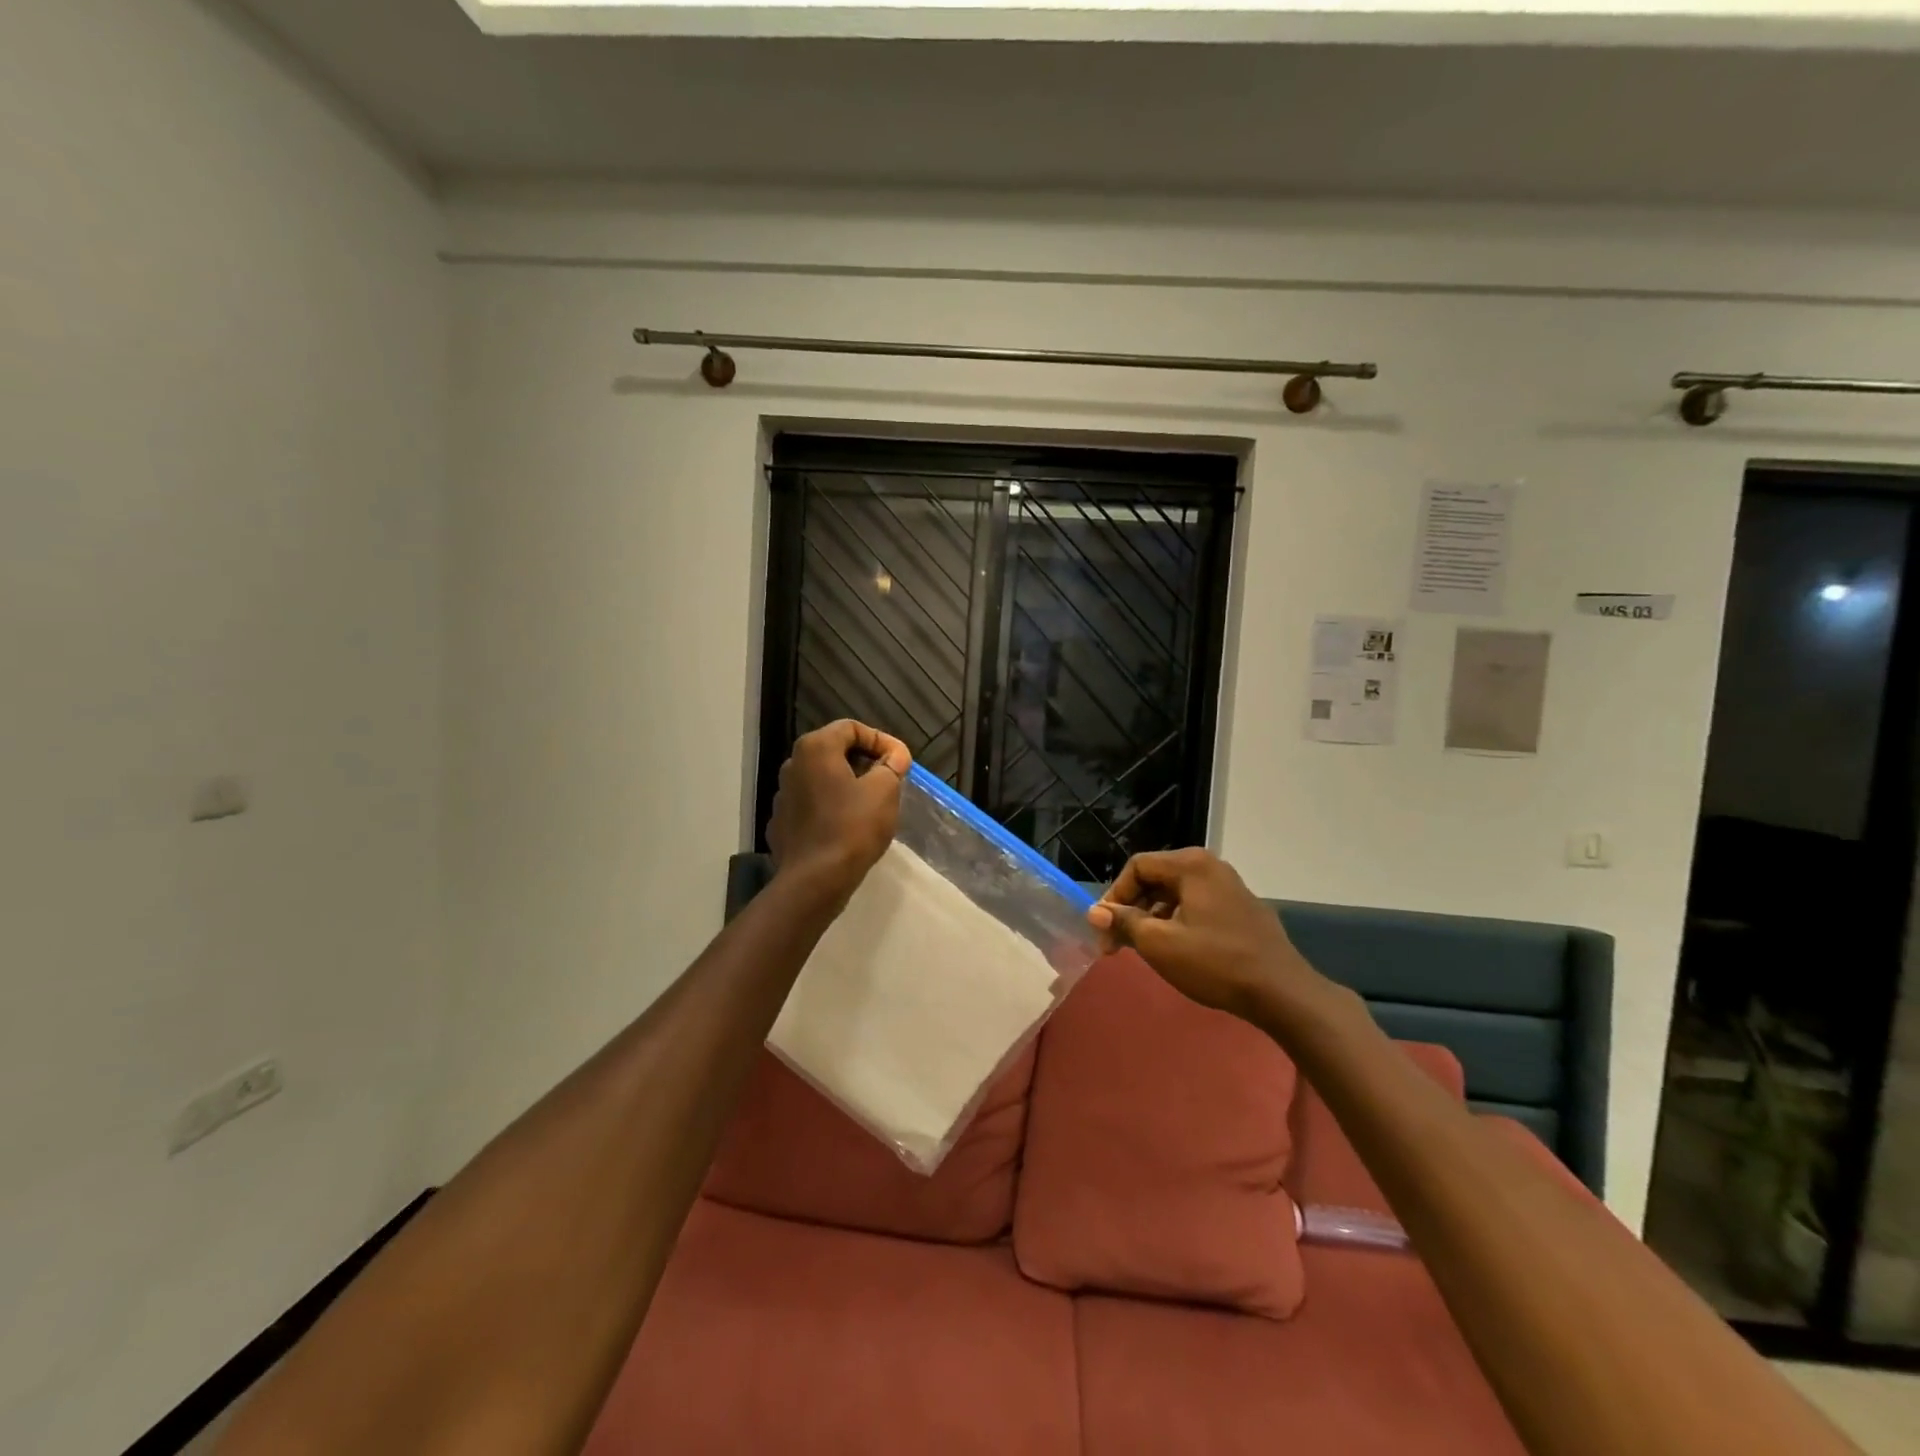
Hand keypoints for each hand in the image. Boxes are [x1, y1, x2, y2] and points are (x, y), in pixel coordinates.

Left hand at [768, 720, 911, 907]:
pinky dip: (830, 807)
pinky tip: (847, 826)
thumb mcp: (884, 791)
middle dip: (864, 761)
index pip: (851, 727)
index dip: (881, 740)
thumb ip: (892, 764)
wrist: (814, 880)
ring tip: (871, 804)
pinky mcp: (781, 823)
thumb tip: (896, 754)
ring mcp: (782, 795)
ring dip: (847, 785)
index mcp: (815, 748)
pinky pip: (811, 805)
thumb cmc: (852, 827)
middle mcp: (793, 764)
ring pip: (821, 779)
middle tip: (889, 780)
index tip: (900, 761)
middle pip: (834, 751)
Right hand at [1087, 848, 1314, 1021]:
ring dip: (1152, 919)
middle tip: (1117, 945)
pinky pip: (1197, 906)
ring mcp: (1230, 887)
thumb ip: (1124, 922)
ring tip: (1143, 950)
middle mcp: (1211, 867)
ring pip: (1175, 895)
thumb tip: (1095, 912)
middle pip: (1156, 879)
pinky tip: (1176, 951)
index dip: (1114, 897)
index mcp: (1191, 865)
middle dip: (1132, 910)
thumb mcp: (1159, 944)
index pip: (1137, 867)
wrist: (1282, 992)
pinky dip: (1177, 923)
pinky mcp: (1241, 910)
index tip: (1104, 931)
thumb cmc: (1215, 963)